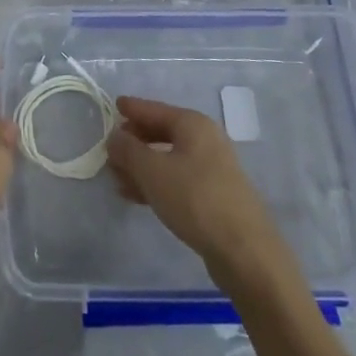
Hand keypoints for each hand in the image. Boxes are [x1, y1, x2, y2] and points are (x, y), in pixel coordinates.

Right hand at [106, 96, 294, 284]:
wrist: (245, 251)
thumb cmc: (195, 198)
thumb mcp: (152, 171)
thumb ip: (128, 150)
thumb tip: (114, 137)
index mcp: (192, 124)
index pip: (155, 109)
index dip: (132, 108)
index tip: (114, 105)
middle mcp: (205, 140)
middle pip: (162, 133)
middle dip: (135, 141)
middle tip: (110, 149)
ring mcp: (212, 169)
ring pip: (168, 159)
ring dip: (141, 167)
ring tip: (116, 178)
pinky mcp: (214, 196)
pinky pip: (177, 180)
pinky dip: (156, 183)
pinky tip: (136, 197)